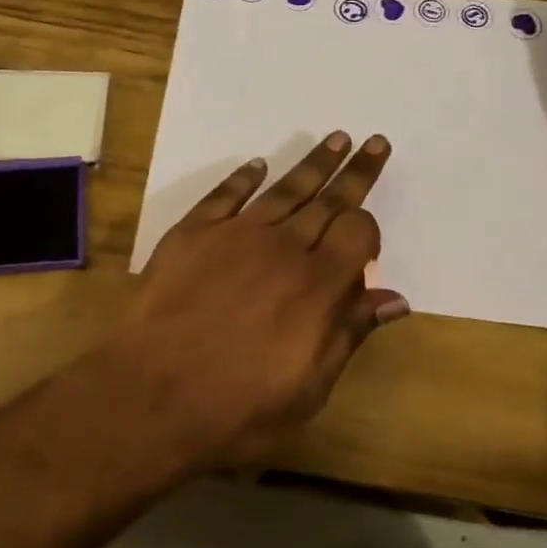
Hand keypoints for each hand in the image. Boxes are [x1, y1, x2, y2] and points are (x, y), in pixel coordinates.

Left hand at [103, 132, 408, 467]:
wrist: (151, 396)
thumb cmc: (238, 407)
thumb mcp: (309, 388)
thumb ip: (349, 333)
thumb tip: (396, 299)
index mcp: (317, 285)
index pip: (357, 232)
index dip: (368, 227)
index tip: (367, 236)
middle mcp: (282, 247)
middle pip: (327, 200)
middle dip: (355, 171)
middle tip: (373, 142)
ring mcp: (234, 235)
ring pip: (283, 189)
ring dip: (312, 164)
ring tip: (334, 139)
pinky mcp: (192, 234)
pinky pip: (224, 195)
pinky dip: (244, 178)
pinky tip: (258, 165)